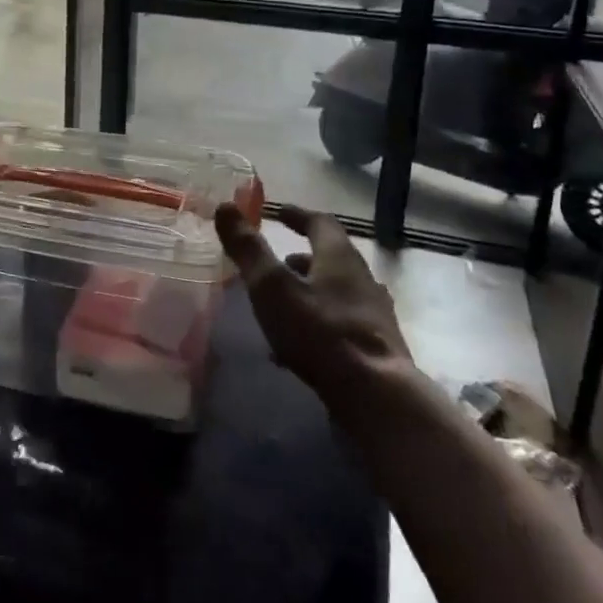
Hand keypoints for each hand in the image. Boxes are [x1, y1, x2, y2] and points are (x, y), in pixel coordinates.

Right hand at [214, 203, 412, 399]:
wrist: (377, 396)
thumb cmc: (320, 331)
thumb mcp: (272, 286)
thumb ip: (248, 248)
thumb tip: (225, 206)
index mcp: (339, 257)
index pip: (320, 223)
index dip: (298, 215)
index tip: (278, 213)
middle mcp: (362, 279)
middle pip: (332, 258)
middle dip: (303, 257)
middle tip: (277, 262)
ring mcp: (373, 315)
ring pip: (337, 293)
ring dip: (310, 291)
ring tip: (282, 305)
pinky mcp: (376, 348)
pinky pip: (341, 324)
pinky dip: (317, 323)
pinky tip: (296, 348)